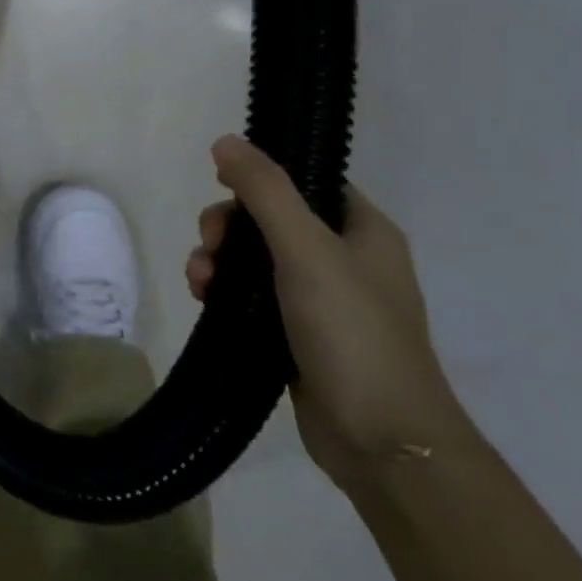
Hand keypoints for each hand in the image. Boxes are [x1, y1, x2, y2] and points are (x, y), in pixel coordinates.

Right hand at [185, 135, 462, 491]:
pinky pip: (251, 296)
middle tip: (209, 247)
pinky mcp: (297, 334)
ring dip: (218, 262)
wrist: (382, 440)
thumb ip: (265, 191)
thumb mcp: (305, 250)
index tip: (222, 192)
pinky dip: (225, 293)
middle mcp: (344, 260)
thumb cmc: (352, 332)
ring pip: (254, 260)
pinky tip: (205, 303)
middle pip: (270, 220)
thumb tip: (226, 140)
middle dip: (228, 228)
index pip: (305, 182)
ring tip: (199, 284)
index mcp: (363, 231)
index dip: (260, 181)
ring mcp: (321, 300)